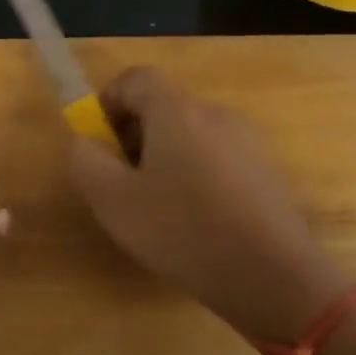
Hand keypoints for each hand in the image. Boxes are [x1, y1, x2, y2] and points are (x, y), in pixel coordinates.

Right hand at [68, 67, 351, 342]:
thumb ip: (86, 160)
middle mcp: (217, 115)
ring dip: (164, 160)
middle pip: (164, 108)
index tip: (96, 142)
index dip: (107, 102)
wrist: (271, 275)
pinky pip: (217, 162)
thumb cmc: (181, 230)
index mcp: (177, 111)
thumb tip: (85, 142)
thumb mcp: (112, 200)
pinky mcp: (266, 173)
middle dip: (133, 137)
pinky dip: (195, 179)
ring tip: (156, 209)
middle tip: (120, 183)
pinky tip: (193, 224)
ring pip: (191, 137)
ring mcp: (248, 143)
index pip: (136, 78)